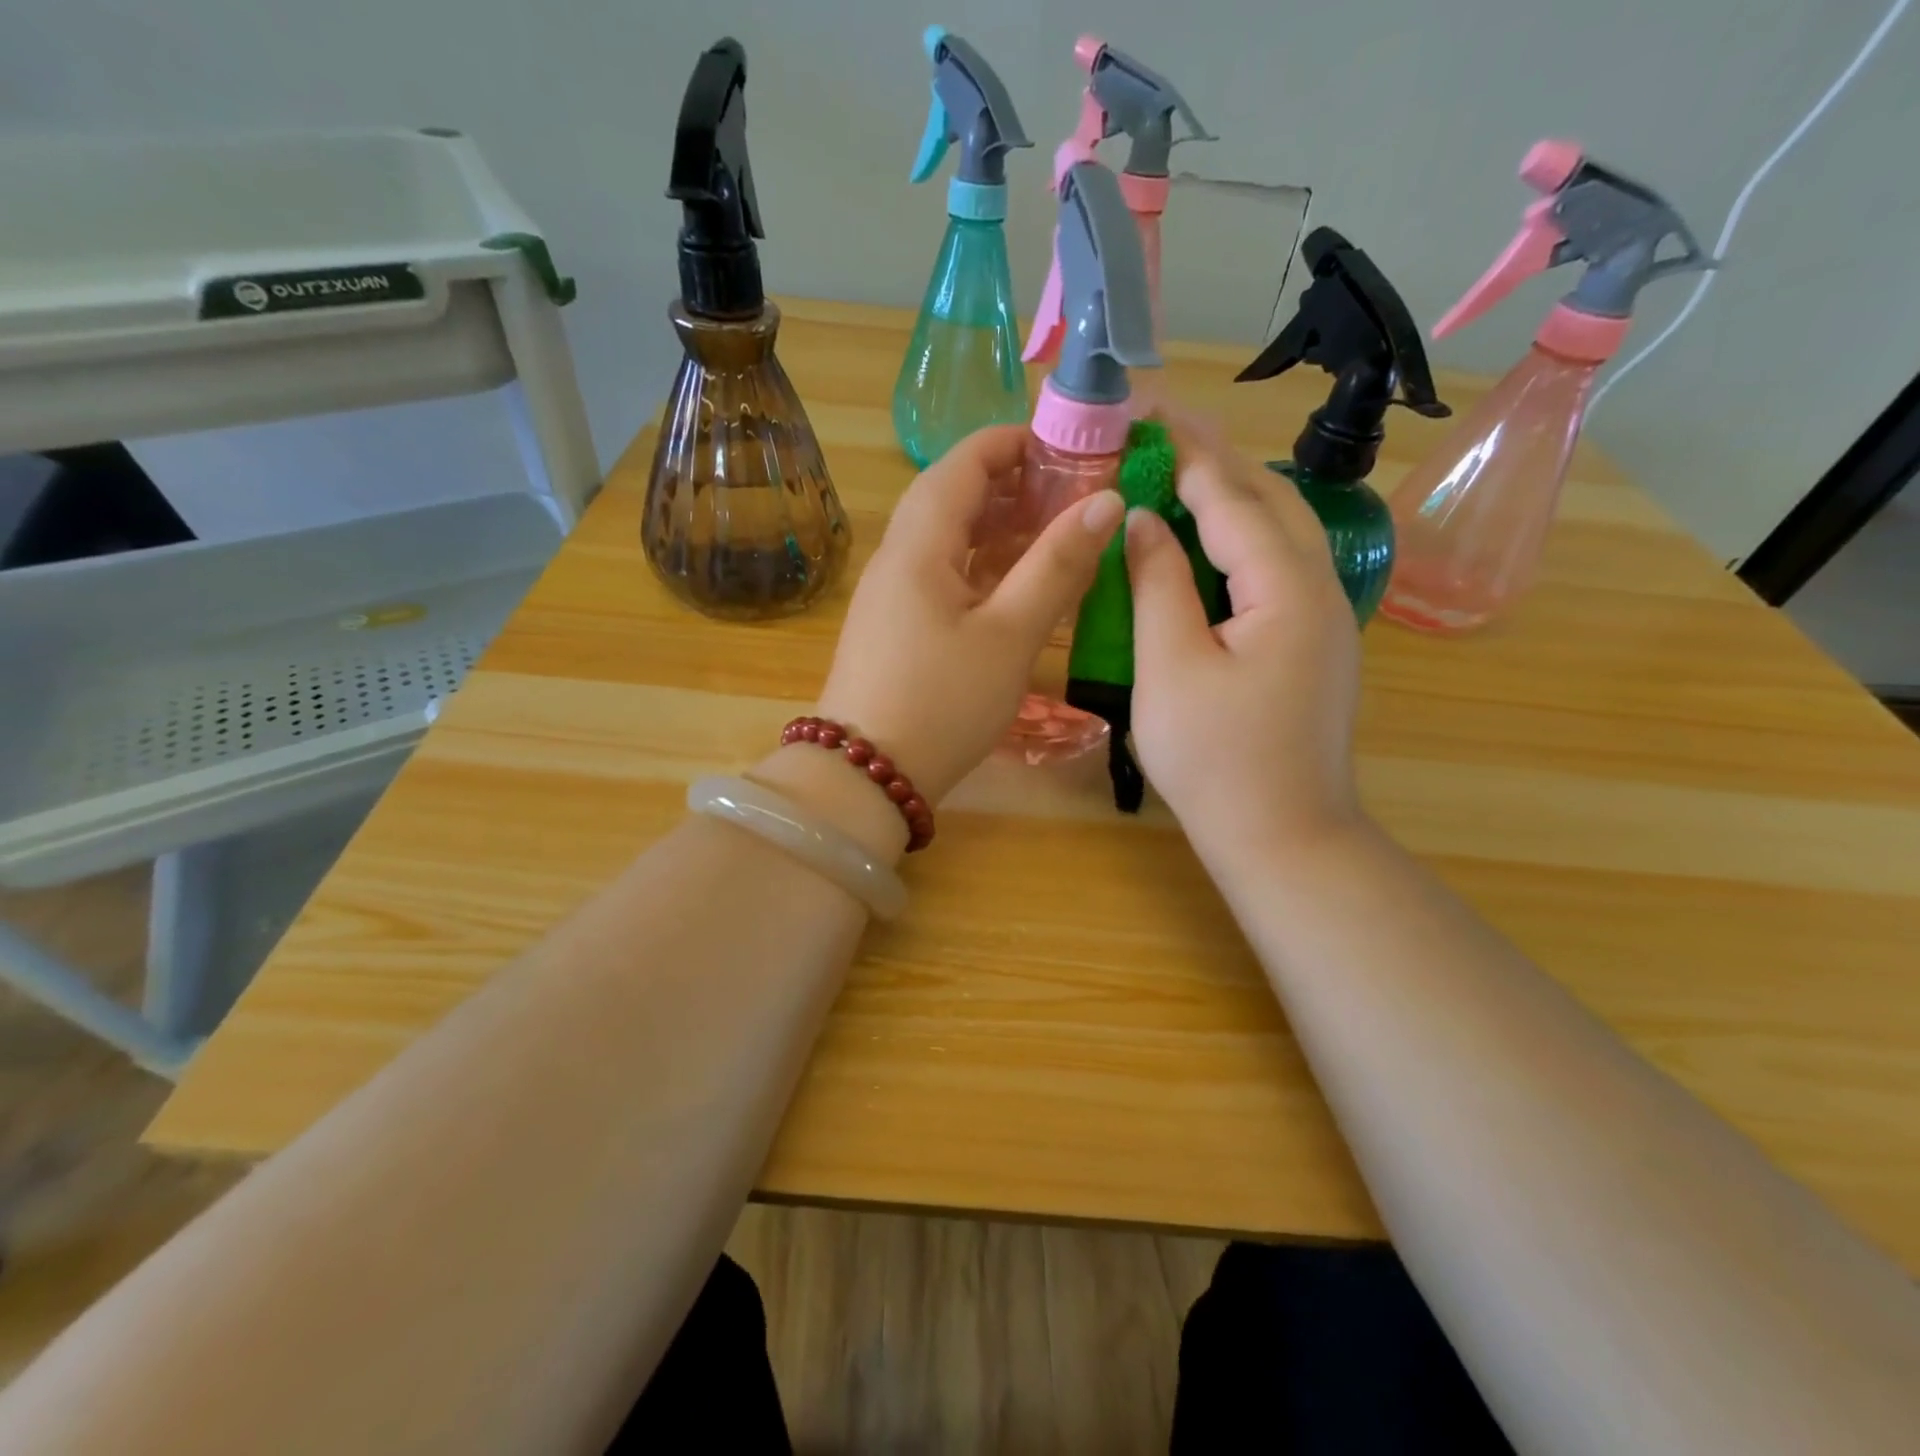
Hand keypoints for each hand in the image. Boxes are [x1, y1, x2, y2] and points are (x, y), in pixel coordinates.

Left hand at [812, 425, 1123, 806]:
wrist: (865, 776)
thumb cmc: (942, 702)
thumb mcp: (1009, 635)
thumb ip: (1056, 566)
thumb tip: (1105, 502)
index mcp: (919, 545)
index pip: (962, 463)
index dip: (1013, 444)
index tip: (1068, 450)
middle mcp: (897, 559)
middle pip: (952, 498)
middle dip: (1012, 487)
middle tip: (1071, 496)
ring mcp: (891, 596)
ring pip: (947, 541)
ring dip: (998, 530)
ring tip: (1054, 536)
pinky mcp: (895, 629)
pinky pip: (942, 578)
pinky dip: (982, 570)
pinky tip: (1017, 589)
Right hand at [1126, 411, 1363, 864]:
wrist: (1284, 836)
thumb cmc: (1217, 759)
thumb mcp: (1170, 667)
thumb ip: (1157, 583)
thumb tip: (1144, 520)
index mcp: (1285, 586)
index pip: (1232, 496)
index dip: (1186, 451)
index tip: (1145, 411)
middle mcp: (1319, 588)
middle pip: (1268, 501)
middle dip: (1213, 460)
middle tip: (1158, 433)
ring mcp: (1324, 618)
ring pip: (1278, 533)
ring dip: (1230, 496)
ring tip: (1178, 475)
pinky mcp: (1314, 645)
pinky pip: (1277, 568)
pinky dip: (1239, 539)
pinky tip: (1207, 545)